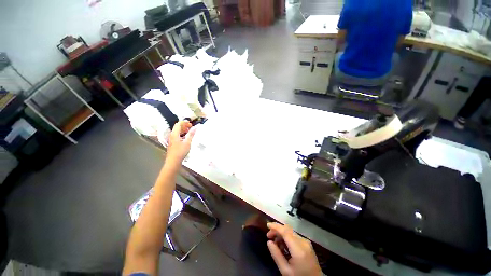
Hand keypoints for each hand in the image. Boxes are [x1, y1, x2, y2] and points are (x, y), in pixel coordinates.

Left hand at [166, 121, 195, 163]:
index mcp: (174, 134)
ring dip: (183, 130)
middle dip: (184, 125)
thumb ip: (191, 134)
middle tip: (191, 127)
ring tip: (189, 131)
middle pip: (177, 127)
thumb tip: (195, 128)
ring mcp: (172, 139)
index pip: (178, 124)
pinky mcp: (173, 143)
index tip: (191, 124)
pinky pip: (177, 135)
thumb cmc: (180, 151)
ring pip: (177, 131)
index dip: (184, 122)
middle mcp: (172, 135)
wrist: (173, 161)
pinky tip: (186, 137)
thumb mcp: (187, 142)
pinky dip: (182, 134)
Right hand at [266, 222, 322, 275]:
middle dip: (277, 230)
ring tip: (275, 243)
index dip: (276, 226)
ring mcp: (306, 242)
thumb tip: (269, 242)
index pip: (285, 231)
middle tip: (269, 236)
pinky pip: (294, 236)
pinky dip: (287, 237)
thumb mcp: (285, 270)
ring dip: (281, 234)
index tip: (267, 225)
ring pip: (290, 232)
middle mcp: (303, 242)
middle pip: (287, 230)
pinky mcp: (307, 243)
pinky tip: (283, 245)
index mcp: (298, 249)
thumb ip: (276, 255)